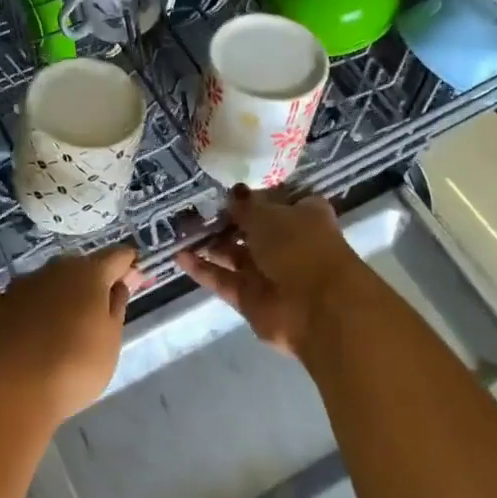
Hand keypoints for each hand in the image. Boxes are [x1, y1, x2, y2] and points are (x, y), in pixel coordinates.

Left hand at [0, 246, 137, 421]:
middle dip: (88, 283)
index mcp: (88, 274)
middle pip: (77, 268)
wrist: (12, 394)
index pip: (116, 256)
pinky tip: (13, 328)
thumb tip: (121, 283)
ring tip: (54, 329)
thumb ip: (117, 306)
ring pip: (42, 283)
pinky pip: (5, 301)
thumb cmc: (75, 367)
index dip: (127, 266)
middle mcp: (52, 270)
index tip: (134, 281)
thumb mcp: (111, 341)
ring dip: (51, 296)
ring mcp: (16, 287)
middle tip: (95, 313)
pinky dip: (12, 310)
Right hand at [176, 186, 368, 357]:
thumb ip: (245, 206)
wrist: (317, 308)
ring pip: (235, 256)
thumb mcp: (268, 215)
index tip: (226, 189)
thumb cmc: (299, 247)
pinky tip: (178, 255)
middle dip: (226, 221)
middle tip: (194, 209)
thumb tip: (232, 194)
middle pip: (252, 229)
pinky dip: (203, 269)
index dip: (253, 195)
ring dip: (211, 244)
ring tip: (181, 229)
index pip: (277, 201)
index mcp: (303, 216)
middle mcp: (287, 243)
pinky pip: (223, 280)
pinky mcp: (251, 299)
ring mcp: (269, 273)